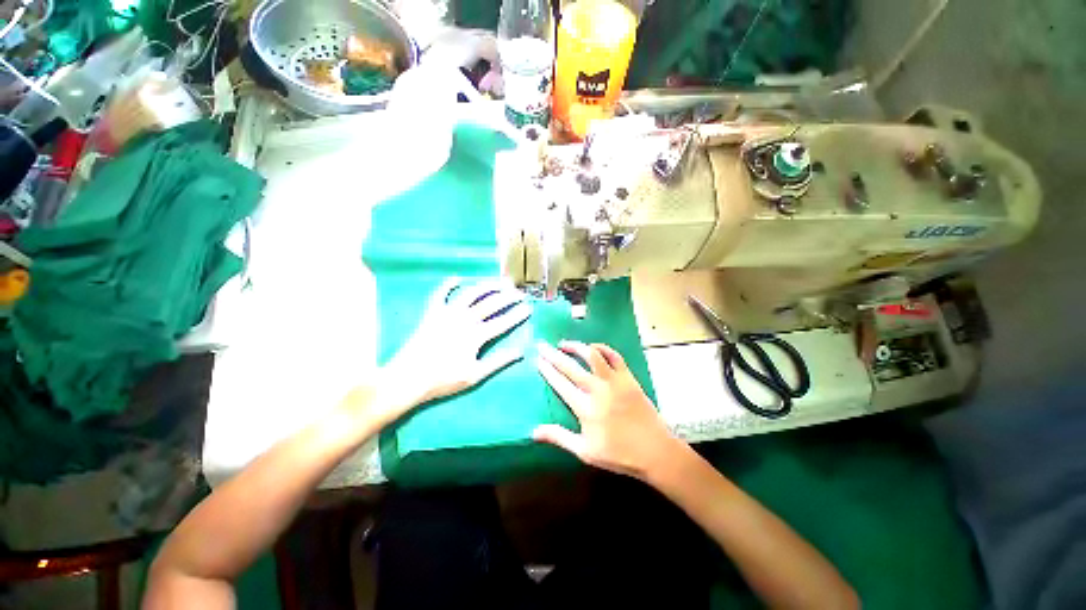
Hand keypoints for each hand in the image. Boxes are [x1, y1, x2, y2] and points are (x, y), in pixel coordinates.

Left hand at [380, 278, 531, 415]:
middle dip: (507, 296)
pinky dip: (449, 284)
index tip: (528, 308)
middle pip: (490, 304)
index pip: (502, 322)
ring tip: (499, 282)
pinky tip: (457, 278)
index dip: (517, 315)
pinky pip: (440, 294)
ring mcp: (447, 314)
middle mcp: (464, 320)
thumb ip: (498, 362)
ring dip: (487, 286)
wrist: (408, 378)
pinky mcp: (432, 313)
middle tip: (519, 292)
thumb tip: (520, 352)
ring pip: (471, 294)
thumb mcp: (474, 375)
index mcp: (476, 336)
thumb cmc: (442, 380)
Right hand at [533, 341, 682, 479]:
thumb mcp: (585, 451)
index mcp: (585, 408)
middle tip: (542, 345)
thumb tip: (533, 431)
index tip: (537, 360)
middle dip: (553, 354)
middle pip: (570, 366)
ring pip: (592, 355)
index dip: (547, 370)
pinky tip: (592, 347)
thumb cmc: (618, 454)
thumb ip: (559, 437)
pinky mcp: (628, 377)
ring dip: (576, 347)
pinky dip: (602, 348)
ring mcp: (614, 381)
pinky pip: (614, 356)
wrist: (654, 451)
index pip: (560, 384)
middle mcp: (597, 390)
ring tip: (564, 344)